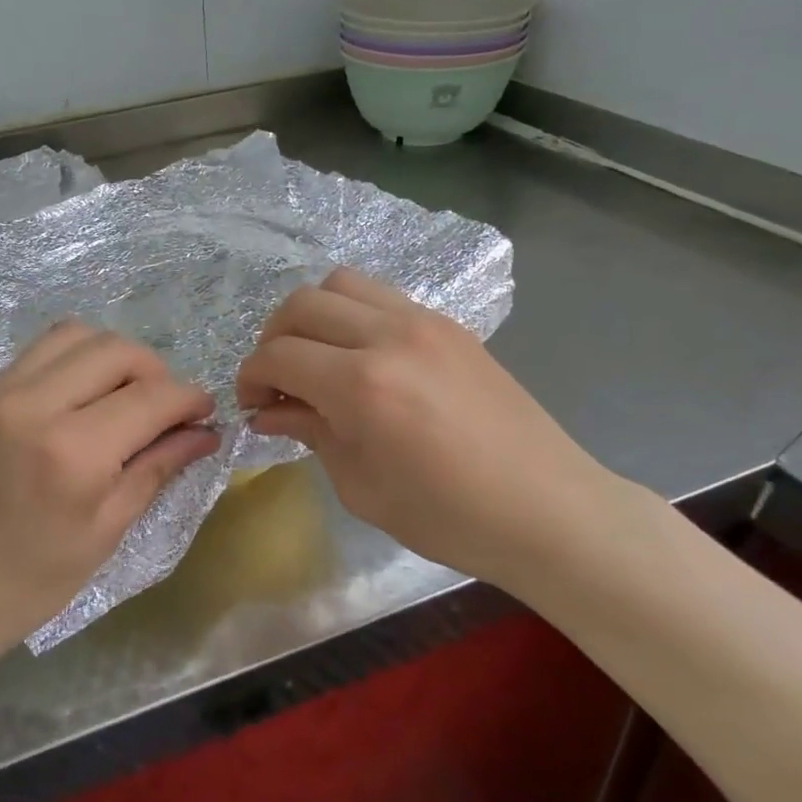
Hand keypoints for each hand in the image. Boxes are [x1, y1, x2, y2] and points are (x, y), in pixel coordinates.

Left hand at [0, 323, 218, 664]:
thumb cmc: (27, 584)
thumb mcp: (104, 533)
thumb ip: (156, 468)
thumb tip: (203, 432)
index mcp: (72, 452)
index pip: (151, 396)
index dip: (189, 398)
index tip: (205, 412)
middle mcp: (35, 404)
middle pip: (116, 350)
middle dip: (156, 371)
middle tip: (165, 409)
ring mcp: (0, 391)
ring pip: (77, 334)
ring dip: (114, 356)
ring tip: (124, 396)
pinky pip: (42, 351)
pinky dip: (75, 359)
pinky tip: (83, 397)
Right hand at [236, 268, 628, 589]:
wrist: (549, 510)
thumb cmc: (450, 517)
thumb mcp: (362, 486)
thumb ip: (310, 433)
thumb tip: (267, 412)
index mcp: (363, 385)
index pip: (278, 355)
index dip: (251, 377)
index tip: (251, 405)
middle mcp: (389, 336)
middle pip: (301, 304)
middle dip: (272, 339)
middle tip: (275, 381)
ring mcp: (424, 321)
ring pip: (340, 284)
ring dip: (312, 315)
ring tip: (315, 357)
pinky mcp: (448, 323)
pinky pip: (381, 295)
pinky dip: (352, 313)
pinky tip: (359, 355)